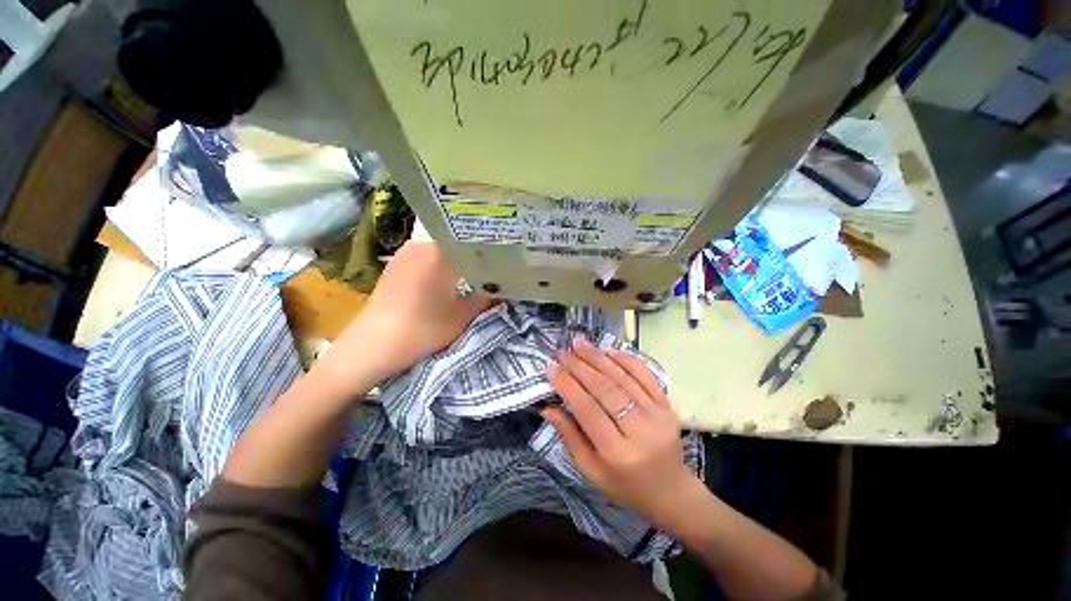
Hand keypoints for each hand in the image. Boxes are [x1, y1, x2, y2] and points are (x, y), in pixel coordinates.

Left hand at [319, 241, 493, 393]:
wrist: (374, 345)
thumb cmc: (424, 329)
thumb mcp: (464, 316)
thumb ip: (487, 298)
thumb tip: (504, 288)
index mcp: (441, 252)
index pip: (473, 240)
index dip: (492, 248)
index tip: (506, 257)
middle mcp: (422, 244)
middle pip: (458, 242)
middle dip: (477, 253)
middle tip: (494, 265)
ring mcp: (406, 253)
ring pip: (442, 248)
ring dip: (459, 258)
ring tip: (475, 270)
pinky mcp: (396, 264)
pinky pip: (427, 256)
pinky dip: (441, 263)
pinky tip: (449, 277)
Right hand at [542, 338, 697, 522]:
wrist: (671, 491)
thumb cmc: (625, 486)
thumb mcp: (591, 471)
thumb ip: (570, 437)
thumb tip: (548, 407)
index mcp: (617, 453)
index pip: (587, 410)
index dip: (567, 385)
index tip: (551, 368)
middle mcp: (640, 431)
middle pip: (605, 390)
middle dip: (580, 367)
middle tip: (562, 351)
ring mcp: (658, 415)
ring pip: (623, 378)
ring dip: (599, 358)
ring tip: (579, 344)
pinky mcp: (668, 405)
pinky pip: (646, 376)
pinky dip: (626, 360)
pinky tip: (609, 350)